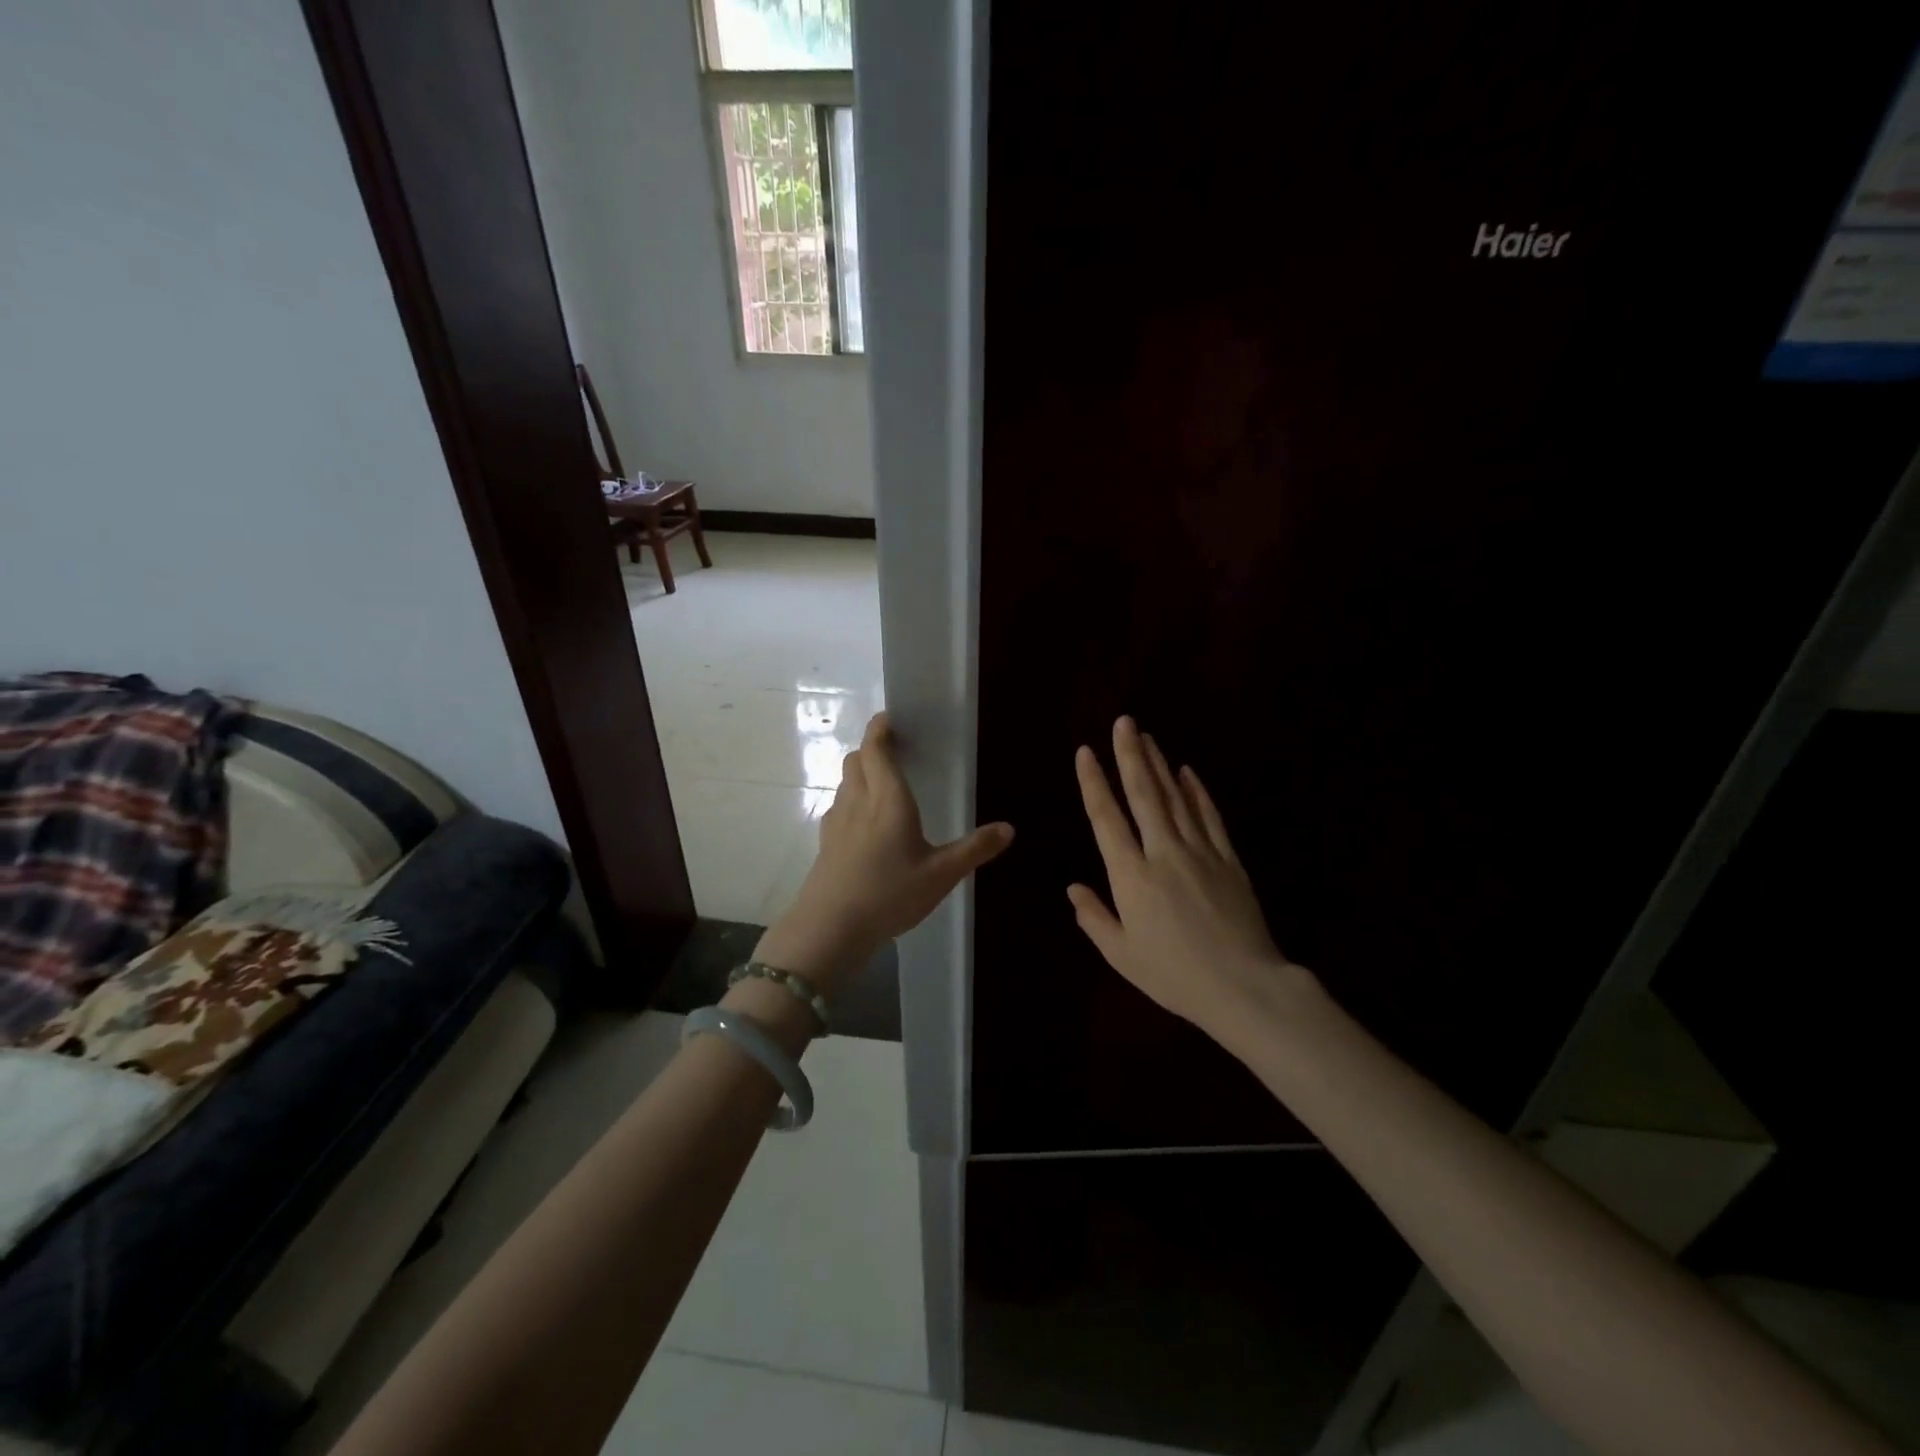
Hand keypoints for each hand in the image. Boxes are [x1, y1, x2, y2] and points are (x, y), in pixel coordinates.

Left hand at [756, 712, 1014, 991]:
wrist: (829, 928)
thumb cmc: (889, 894)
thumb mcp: (941, 875)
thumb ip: (974, 849)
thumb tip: (1009, 828)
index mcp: (888, 799)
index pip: (876, 748)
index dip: (881, 728)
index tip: (891, 718)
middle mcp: (858, 800)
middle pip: (856, 759)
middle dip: (872, 748)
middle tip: (895, 750)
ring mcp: (837, 821)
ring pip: (845, 782)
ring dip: (861, 772)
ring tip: (883, 783)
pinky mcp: (826, 842)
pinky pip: (839, 806)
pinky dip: (852, 800)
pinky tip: (865, 823)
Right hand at [1068, 715, 1308, 1037]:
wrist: (1243, 987)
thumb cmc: (1174, 975)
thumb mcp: (1122, 955)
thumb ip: (1095, 917)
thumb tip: (1073, 888)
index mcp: (1131, 876)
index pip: (1106, 818)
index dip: (1093, 782)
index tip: (1085, 752)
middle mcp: (1163, 853)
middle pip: (1144, 795)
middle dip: (1130, 755)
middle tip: (1124, 722)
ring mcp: (1200, 852)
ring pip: (1176, 798)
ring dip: (1159, 764)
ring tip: (1147, 736)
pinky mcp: (1229, 860)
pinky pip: (1210, 817)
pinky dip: (1197, 791)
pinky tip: (1187, 772)